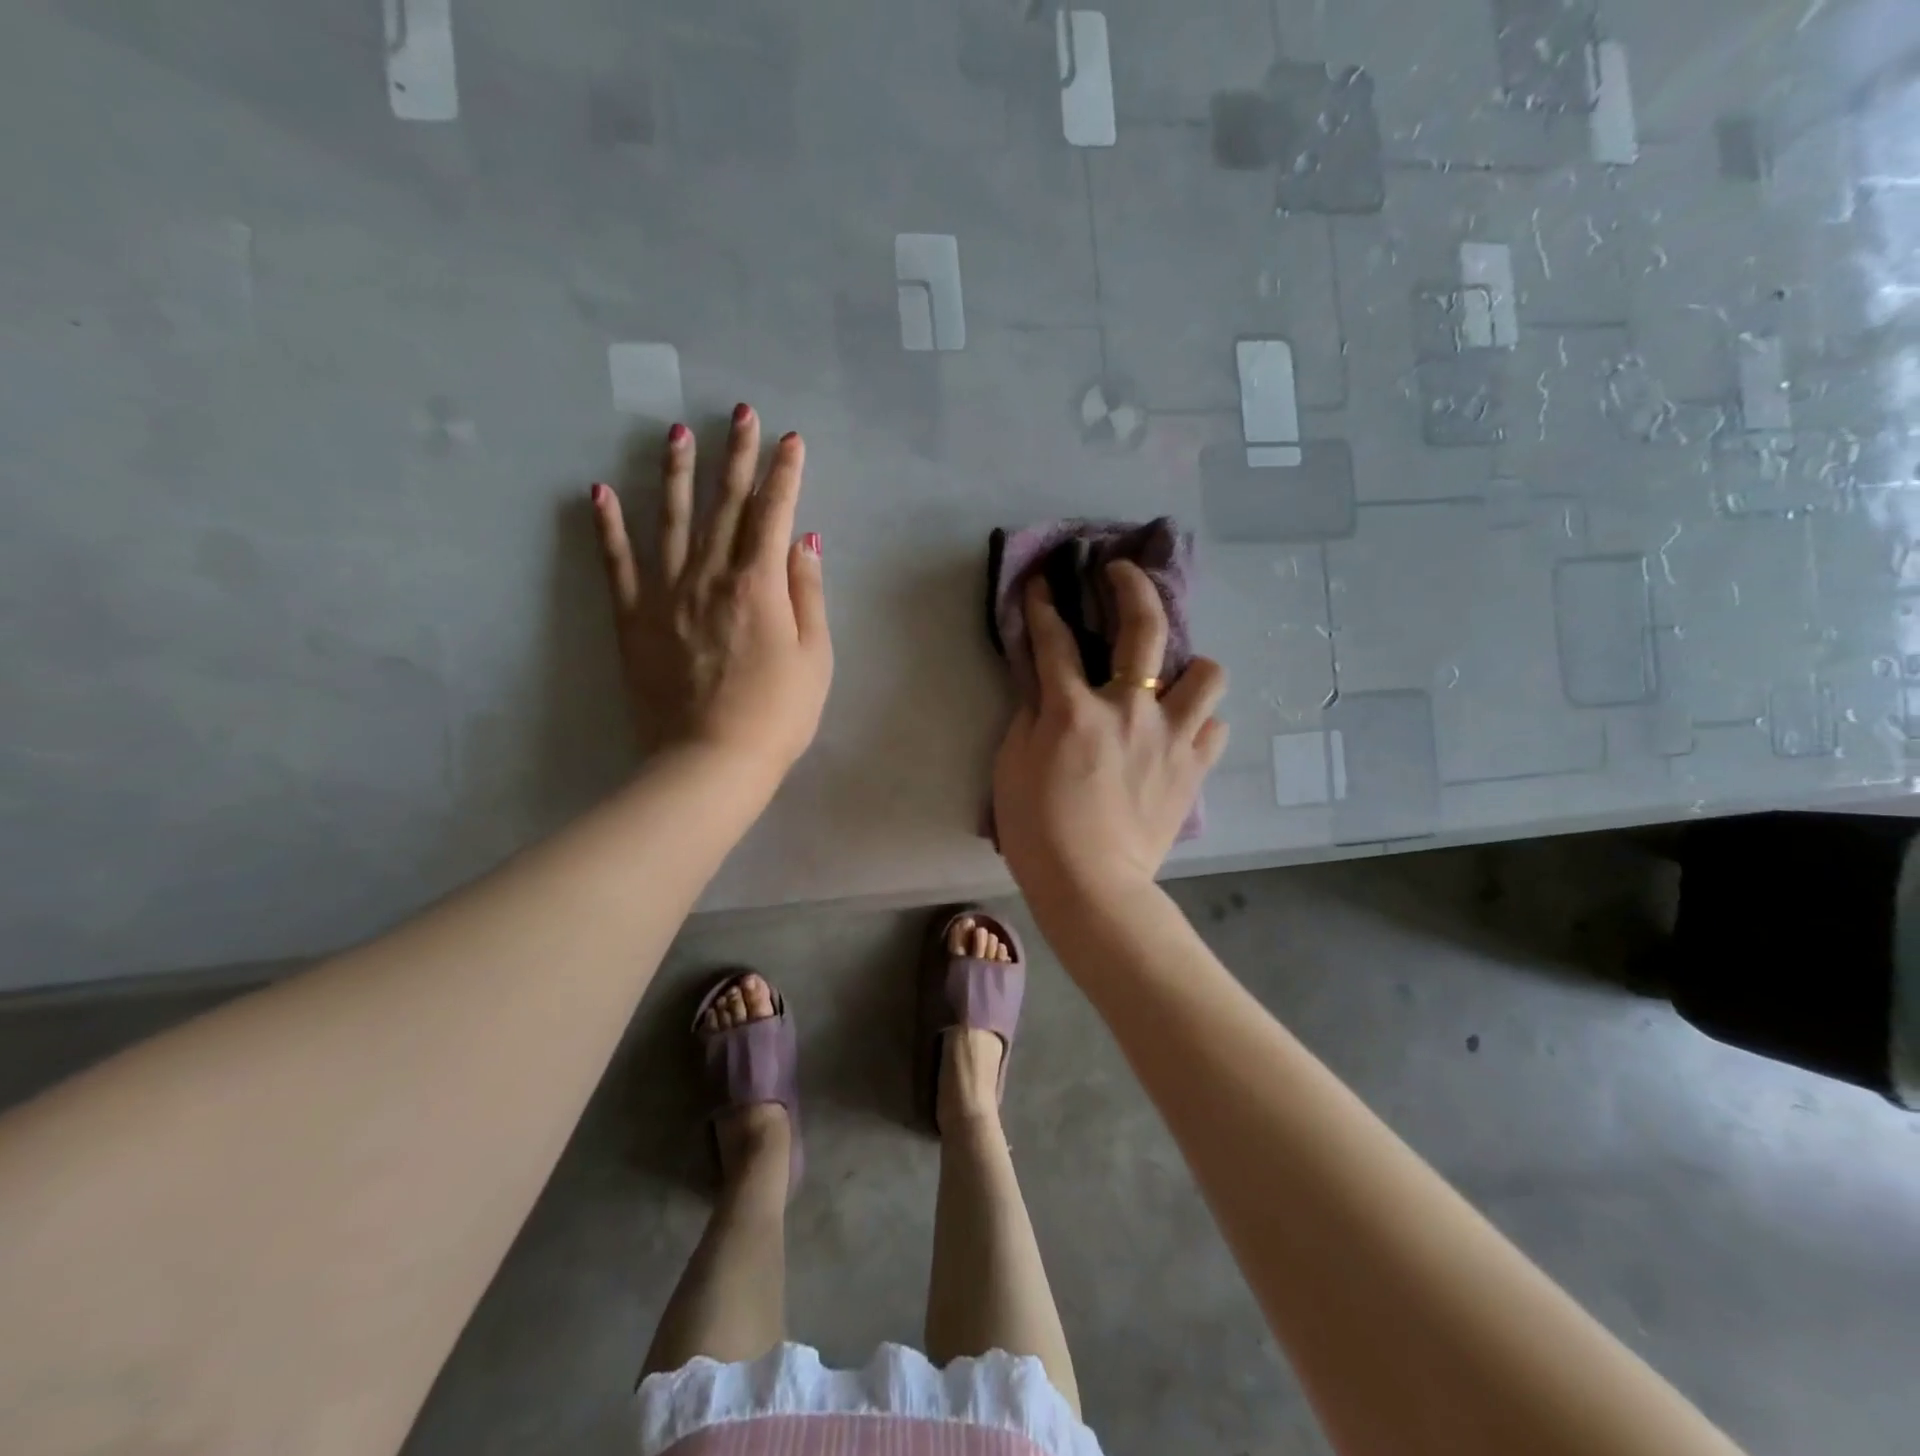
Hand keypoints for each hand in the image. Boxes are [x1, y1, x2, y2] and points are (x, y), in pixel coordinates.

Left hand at [591, 404, 831, 775]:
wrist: (711, 762)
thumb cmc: (777, 715)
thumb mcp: (815, 658)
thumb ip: (807, 594)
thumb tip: (806, 541)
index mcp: (759, 584)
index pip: (774, 514)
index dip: (785, 475)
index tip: (792, 440)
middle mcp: (710, 575)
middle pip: (725, 504)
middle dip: (736, 455)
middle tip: (740, 412)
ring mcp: (666, 594)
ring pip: (672, 520)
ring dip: (677, 473)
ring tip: (676, 431)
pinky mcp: (634, 619)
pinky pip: (617, 564)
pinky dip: (608, 527)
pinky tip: (600, 491)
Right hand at [992, 560, 1227, 906]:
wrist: (1091, 886)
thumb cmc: (1038, 830)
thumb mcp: (1012, 767)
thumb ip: (1031, 719)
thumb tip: (1048, 692)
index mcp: (1075, 710)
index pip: (1055, 641)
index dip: (1045, 605)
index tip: (1045, 581)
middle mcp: (1130, 709)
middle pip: (1144, 627)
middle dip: (1132, 586)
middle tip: (1121, 572)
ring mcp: (1170, 737)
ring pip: (1208, 673)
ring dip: (1191, 667)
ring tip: (1172, 679)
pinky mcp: (1193, 769)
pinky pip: (1214, 728)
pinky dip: (1200, 723)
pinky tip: (1181, 733)